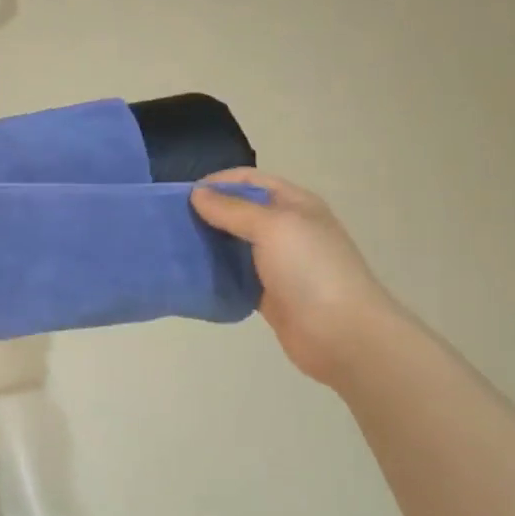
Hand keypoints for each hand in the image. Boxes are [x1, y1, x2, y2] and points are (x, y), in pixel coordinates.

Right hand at [192, 168, 403, 386]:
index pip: (250, 180)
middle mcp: (286, 229)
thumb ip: (233, 209)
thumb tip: (197, 194)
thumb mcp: (273, 227)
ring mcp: (278, 263)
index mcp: (295, 205)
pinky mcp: (267, 292)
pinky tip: (190, 274)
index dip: (218, 182)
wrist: (342, 335)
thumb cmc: (311, 270)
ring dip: (208, 242)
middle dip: (208, 212)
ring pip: (234, 243)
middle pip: (240, 211)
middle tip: (172, 222)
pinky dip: (214, 272)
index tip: (182, 195)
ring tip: (174, 245)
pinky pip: (234, 275)